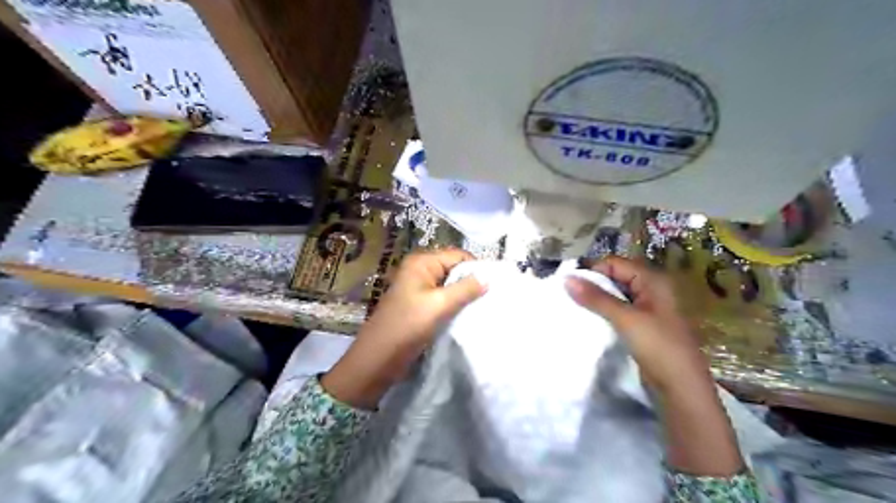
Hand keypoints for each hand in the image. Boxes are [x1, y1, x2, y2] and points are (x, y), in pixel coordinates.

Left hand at [321, 250, 486, 411]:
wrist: (378, 359)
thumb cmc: (407, 326)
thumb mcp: (438, 305)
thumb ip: (465, 289)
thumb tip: (489, 276)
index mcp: (422, 262)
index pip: (458, 255)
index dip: (477, 267)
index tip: (497, 284)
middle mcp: (420, 270)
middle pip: (454, 268)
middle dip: (472, 281)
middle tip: (494, 296)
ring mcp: (419, 287)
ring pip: (450, 285)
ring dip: (465, 294)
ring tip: (485, 305)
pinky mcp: (420, 304)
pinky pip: (444, 298)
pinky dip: (456, 304)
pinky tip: (469, 314)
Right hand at [562, 258, 710, 394]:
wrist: (681, 387)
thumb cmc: (658, 347)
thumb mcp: (625, 319)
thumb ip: (596, 298)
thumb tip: (566, 278)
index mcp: (653, 280)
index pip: (615, 263)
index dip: (593, 271)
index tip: (572, 286)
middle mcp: (651, 289)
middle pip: (615, 277)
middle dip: (593, 285)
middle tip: (570, 296)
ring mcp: (648, 307)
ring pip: (616, 294)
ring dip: (597, 299)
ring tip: (576, 307)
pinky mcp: (643, 324)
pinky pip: (619, 309)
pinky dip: (605, 311)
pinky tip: (591, 319)